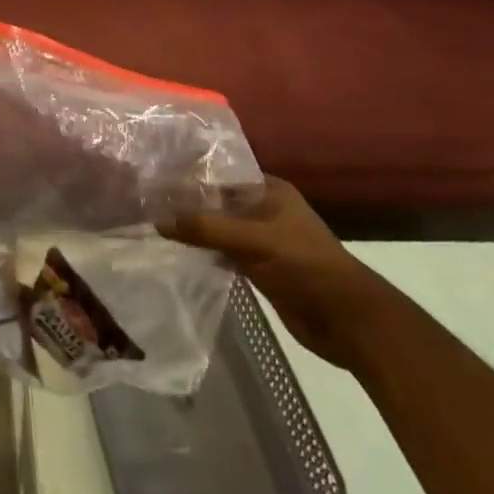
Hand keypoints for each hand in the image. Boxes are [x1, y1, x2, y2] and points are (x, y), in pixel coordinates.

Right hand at [163, 178, 391, 367]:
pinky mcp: (259, 267)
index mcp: (270, 190)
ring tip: (152, 220)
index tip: (155, 173)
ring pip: (219, 227)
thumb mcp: (254, 240)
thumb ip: (206, 228)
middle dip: (188, 201)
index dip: (192, 173)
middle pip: (218, 200)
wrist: (348, 321)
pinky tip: (177, 249)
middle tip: (146, 197)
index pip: (222, 172)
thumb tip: (158, 220)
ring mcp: (262, 240)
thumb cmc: (306, 266)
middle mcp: (265, 209)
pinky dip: (204, 250)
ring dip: (194, 228)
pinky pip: (223, 251)